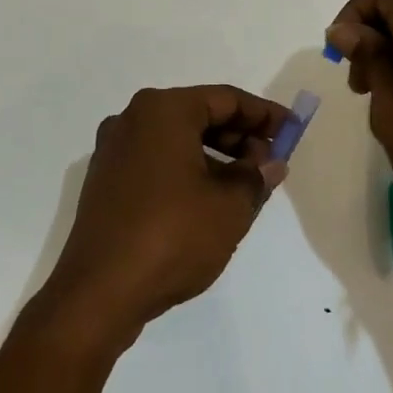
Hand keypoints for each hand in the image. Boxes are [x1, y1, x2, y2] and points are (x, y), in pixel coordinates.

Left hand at [36, 85, 290, 348]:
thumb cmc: (172, 236)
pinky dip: (187, 170)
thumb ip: (256, 176)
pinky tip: (208, 201)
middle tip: (271, 163)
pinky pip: (157, 161)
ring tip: (245, 187)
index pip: (226, 99)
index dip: (265, 115)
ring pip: (177, 140)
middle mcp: (133, 119)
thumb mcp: (230, 206)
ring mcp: (114, 150)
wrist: (99, 292)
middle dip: (240, 137)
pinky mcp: (106, 181)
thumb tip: (271, 162)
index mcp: (163, 110)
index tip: (293, 131)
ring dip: (215, 156)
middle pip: (199, 115)